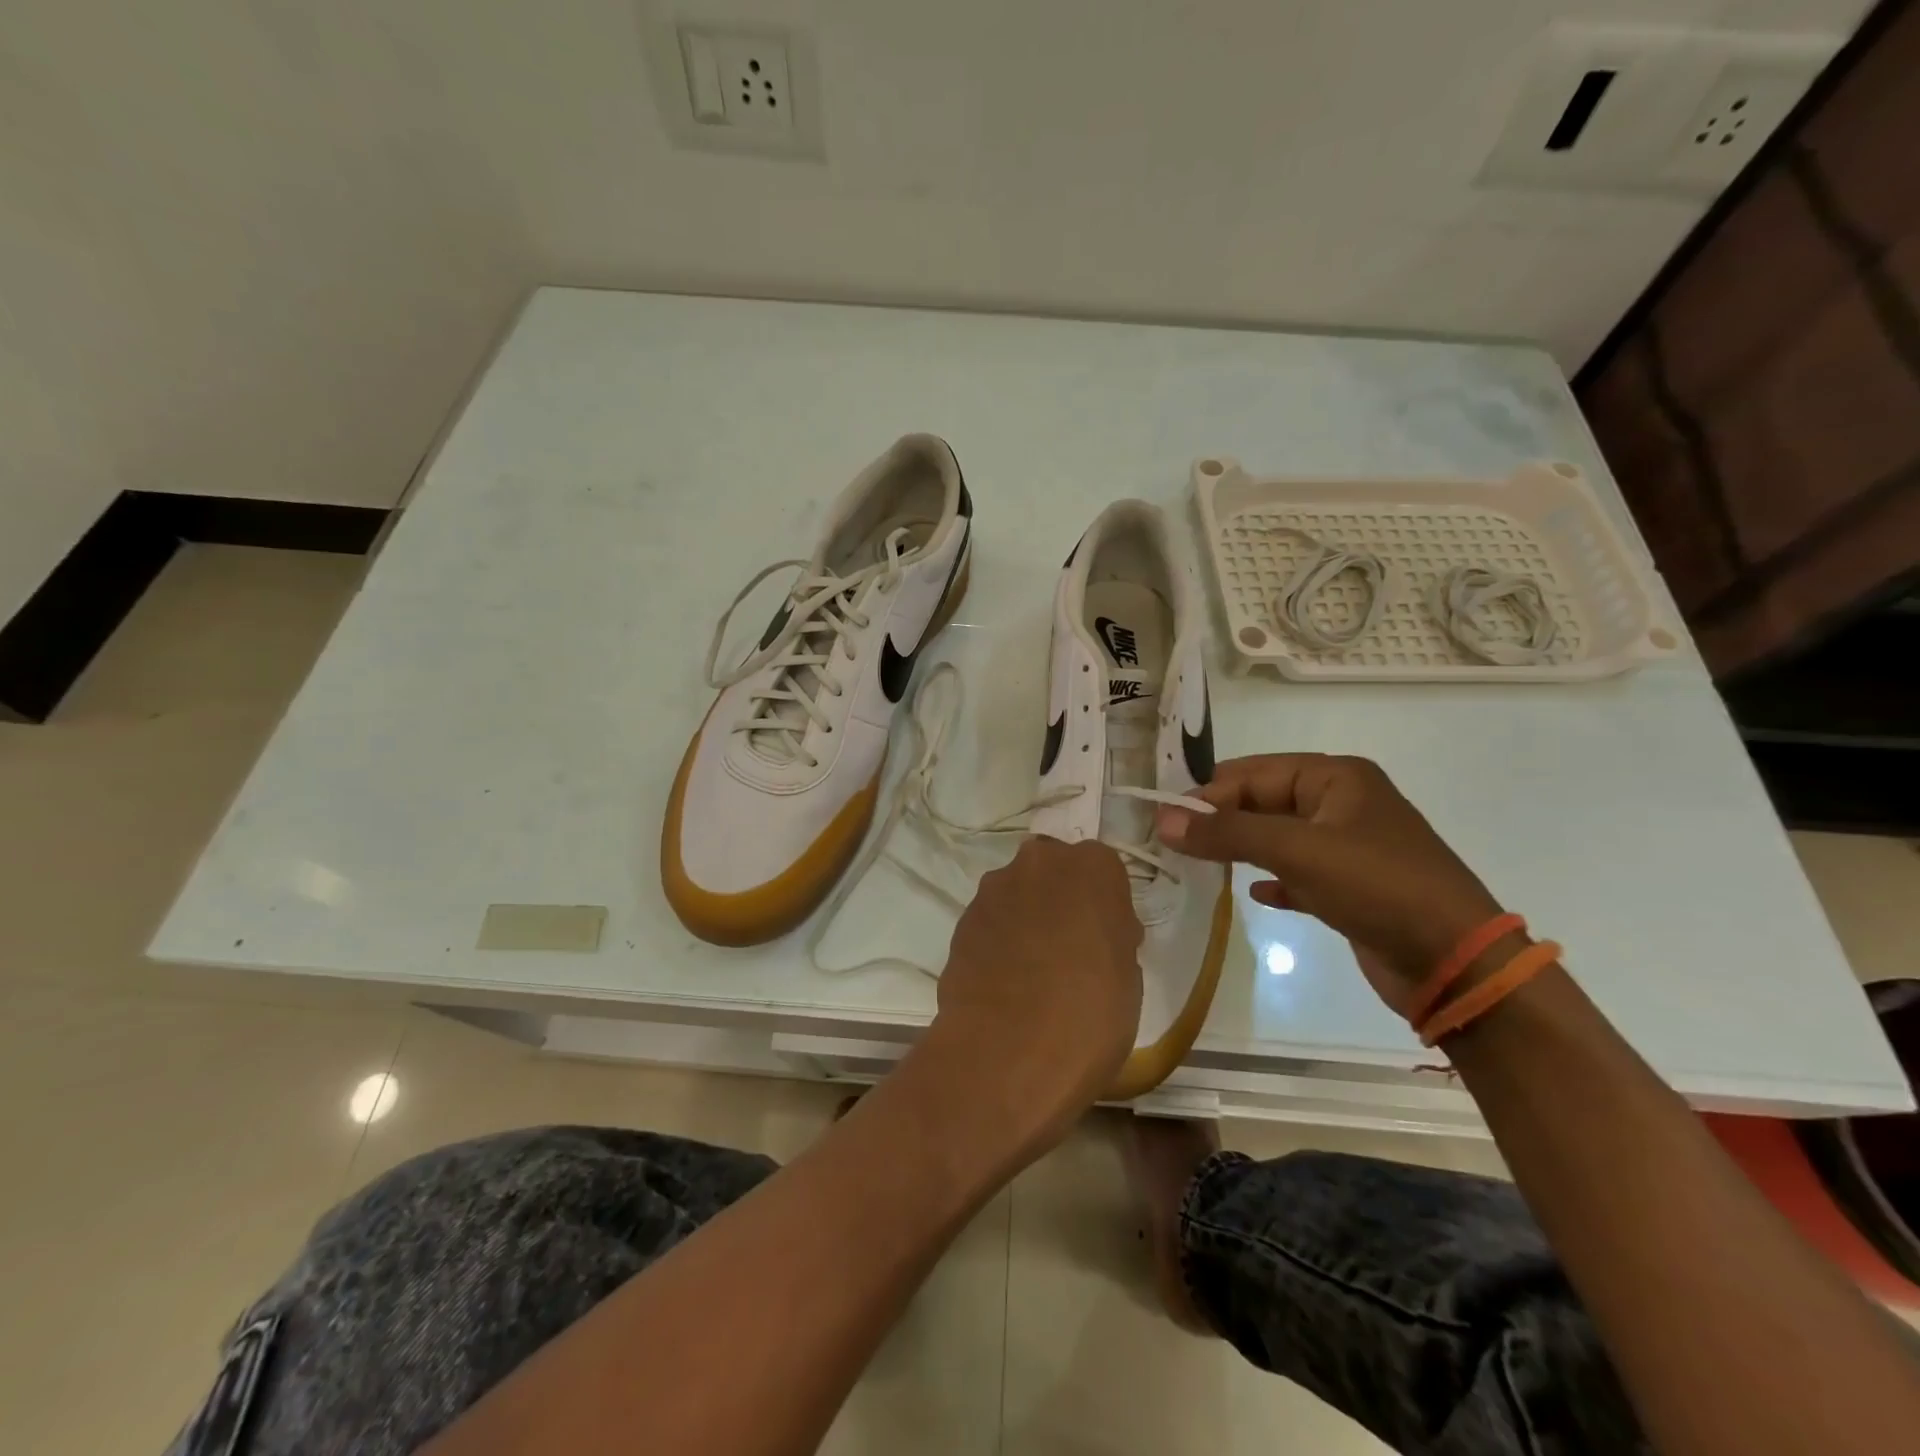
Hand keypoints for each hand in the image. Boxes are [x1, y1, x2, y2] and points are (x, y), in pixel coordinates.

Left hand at [928, 836, 1142, 1150]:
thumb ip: (1112, 935)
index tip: (1105, 938)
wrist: (1008, 1053)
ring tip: (1032, 974)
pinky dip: (998, 942)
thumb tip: (1097, 935)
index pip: (1102, 870)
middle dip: (1060, 901)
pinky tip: (1004, 985)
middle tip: (1069, 951)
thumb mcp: (1128, 975)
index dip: (1103, 904)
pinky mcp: (961, 921)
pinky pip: (990, 924)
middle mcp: (1038, 862)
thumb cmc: (1091, 1013)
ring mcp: (993, 890)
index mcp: (1092, 866)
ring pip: (1017, 896)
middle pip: (1053, 873)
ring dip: (1025, 919)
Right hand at [1156, 754, 1501, 1007]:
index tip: (1166, 820)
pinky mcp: (1351, 888)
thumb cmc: (1378, 886)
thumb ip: (1226, 833)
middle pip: (1264, 802)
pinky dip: (1273, 880)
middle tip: (1175, 842)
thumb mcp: (1296, 851)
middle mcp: (1341, 804)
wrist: (1457, 963)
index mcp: (1336, 777)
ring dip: (1241, 849)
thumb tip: (1162, 820)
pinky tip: (1254, 895)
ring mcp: (1348, 847)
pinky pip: (1298, 874)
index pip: (1254, 773)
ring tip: (1199, 863)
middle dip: (1222, 820)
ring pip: (1278, 838)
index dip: (1208, 793)